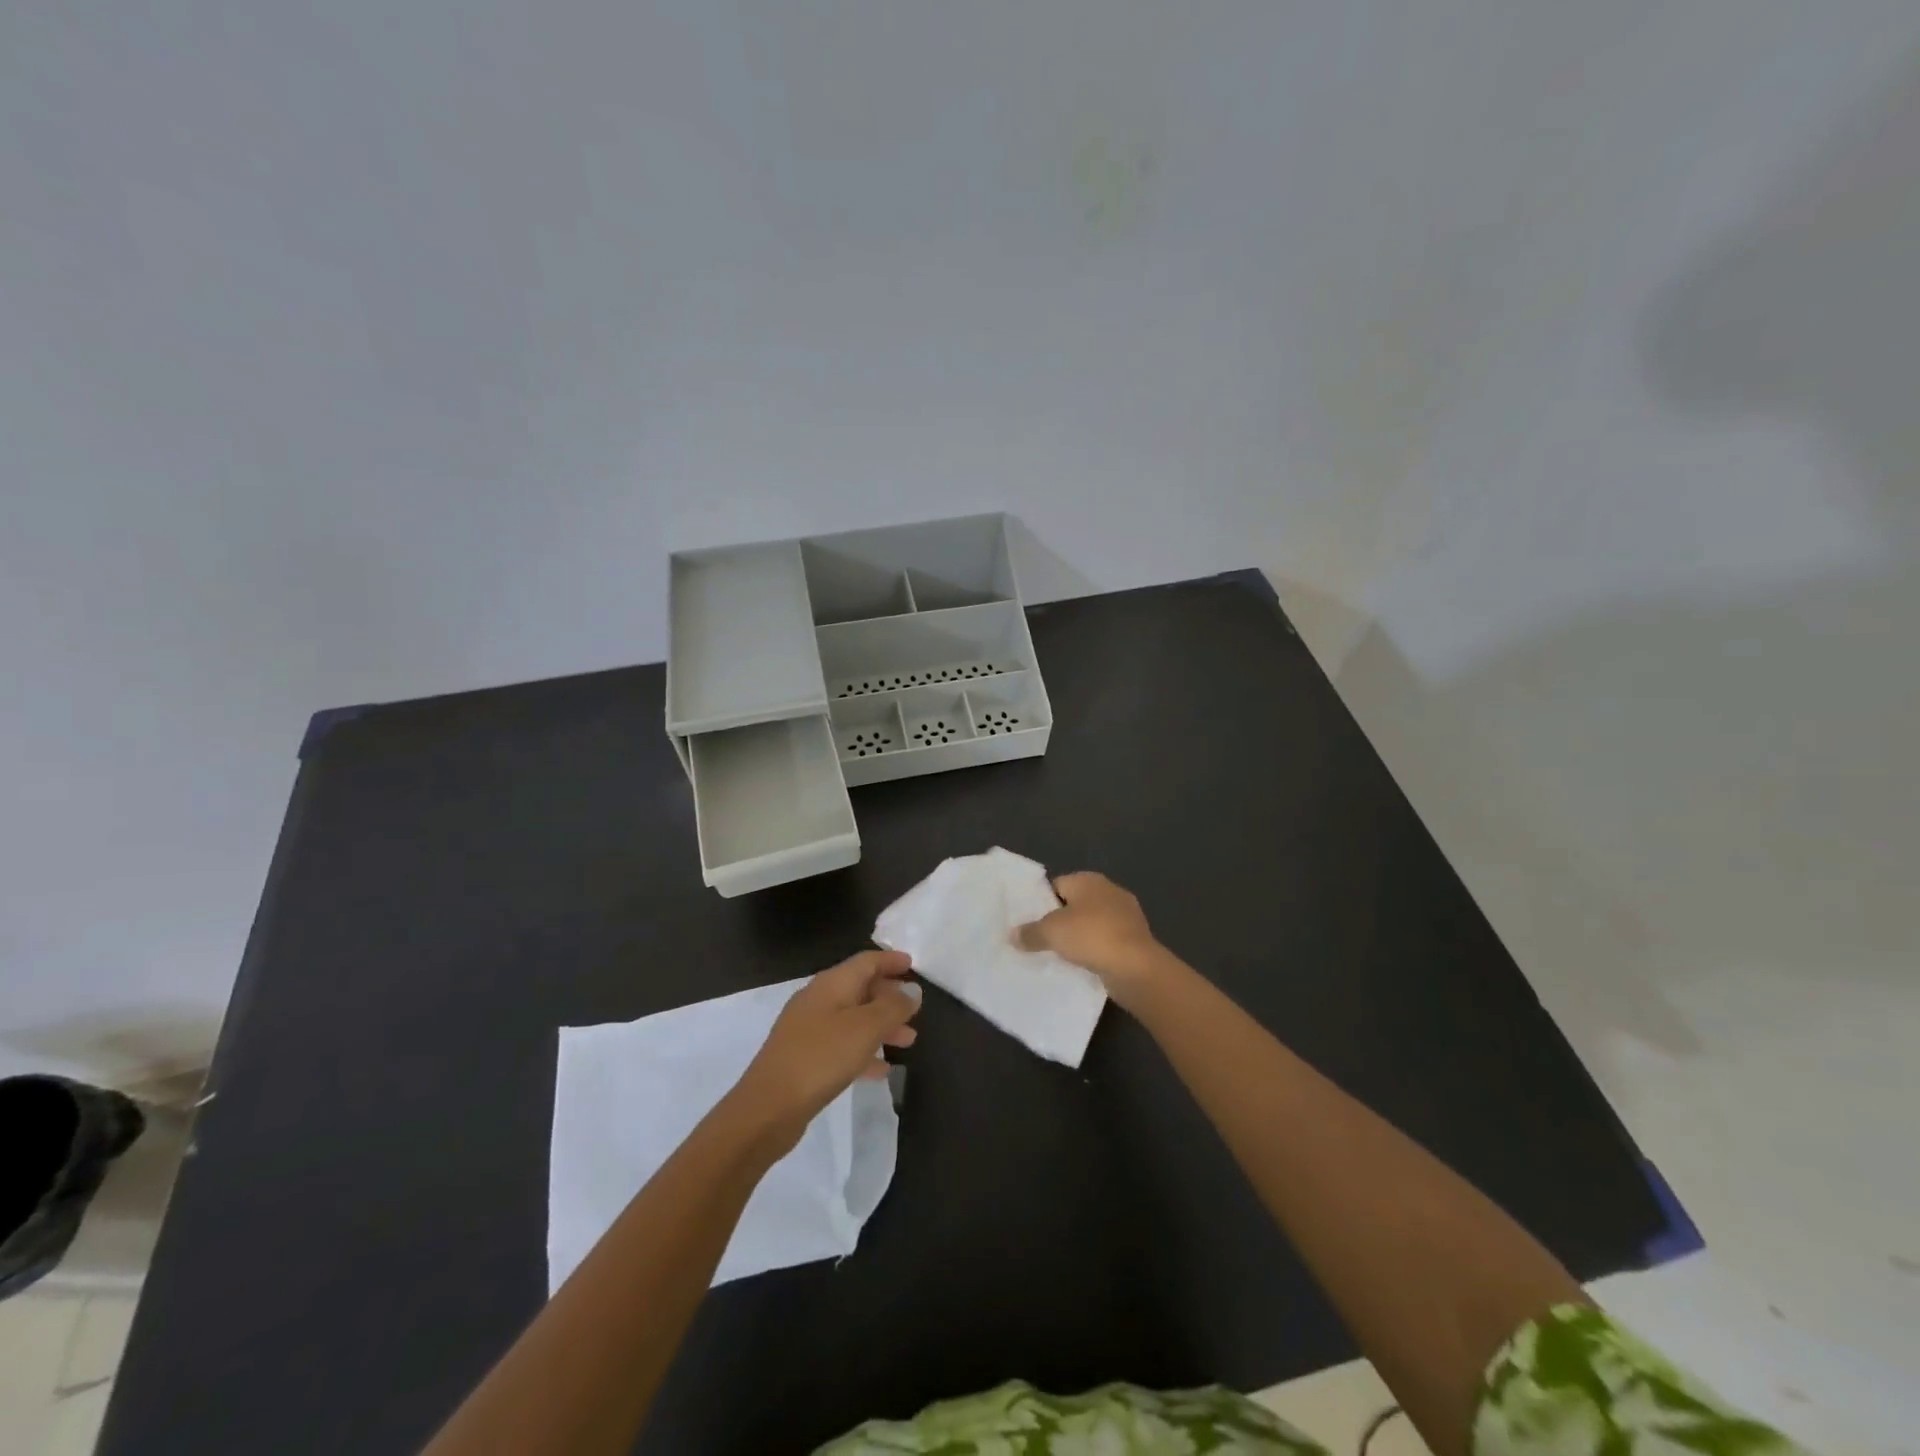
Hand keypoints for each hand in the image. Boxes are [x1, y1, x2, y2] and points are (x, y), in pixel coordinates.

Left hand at [728, 950, 920, 1151]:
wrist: (768, 1108)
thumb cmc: (821, 1058)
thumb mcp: (865, 1028)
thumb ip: (893, 1007)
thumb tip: (912, 990)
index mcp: (831, 984)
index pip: (866, 961)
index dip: (890, 961)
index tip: (913, 966)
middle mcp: (818, 1000)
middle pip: (860, 988)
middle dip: (889, 997)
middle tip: (915, 1010)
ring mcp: (808, 1030)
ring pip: (853, 1019)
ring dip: (881, 1026)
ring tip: (908, 1041)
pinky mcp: (804, 1058)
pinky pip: (842, 1046)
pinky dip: (864, 1051)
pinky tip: (882, 1070)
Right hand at [1014, 872, 1170, 1006]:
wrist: (1136, 967)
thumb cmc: (1091, 937)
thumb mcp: (1050, 933)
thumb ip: (1030, 932)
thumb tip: (1013, 935)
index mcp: (1088, 880)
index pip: (1057, 885)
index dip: (1042, 903)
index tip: (1030, 923)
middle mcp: (1109, 891)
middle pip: (1075, 904)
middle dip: (1060, 921)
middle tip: (1041, 941)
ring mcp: (1126, 915)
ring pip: (1092, 924)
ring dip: (1079, 938)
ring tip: (1060, 956)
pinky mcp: (1135, 939)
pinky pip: (1106, 942)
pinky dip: (1095, 951)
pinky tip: (1084, 966)